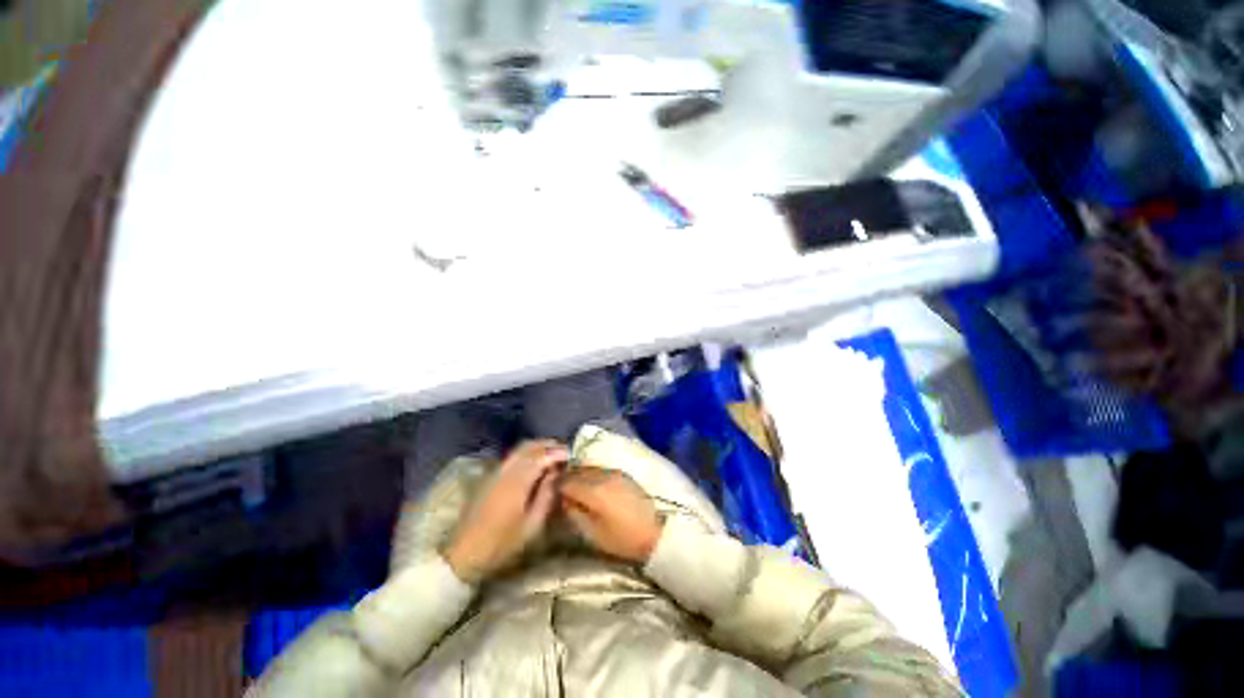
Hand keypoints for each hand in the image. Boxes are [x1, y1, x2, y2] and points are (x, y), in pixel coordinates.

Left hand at [444, 440, 566, 582]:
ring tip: (552, 454)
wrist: (464, 554)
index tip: (572, 454)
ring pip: (519, 449)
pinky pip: (512, 456)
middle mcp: (506, 470)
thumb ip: (546, 495)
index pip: (541, 456)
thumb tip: (557, 473)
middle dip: (548, 445)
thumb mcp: (532, 525)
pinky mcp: (489, 477)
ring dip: (537, 447)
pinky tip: (535, 463)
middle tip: (564, 451)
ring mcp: (495, 472)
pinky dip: (527, 453)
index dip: (557, 452)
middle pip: (529, 447)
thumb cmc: (502, 544)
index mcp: (517, 482)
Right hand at [559, 467, 662, 563]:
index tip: (551, 493)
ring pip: (589, 468)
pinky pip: (601, 469)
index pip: (567, 481)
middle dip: (567, 478)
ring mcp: (614, 472)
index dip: (557, 486)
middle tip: (561, 491)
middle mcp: (603, 476)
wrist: (656, 532)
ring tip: (576, 488)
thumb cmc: (623, 538)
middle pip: (578, 471)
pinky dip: (592, 475)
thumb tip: (563, 500)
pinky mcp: (623, 474)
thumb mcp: (593, 533)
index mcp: (593, 490)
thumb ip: (574, 513)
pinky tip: (592, 487)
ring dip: (580, 475)